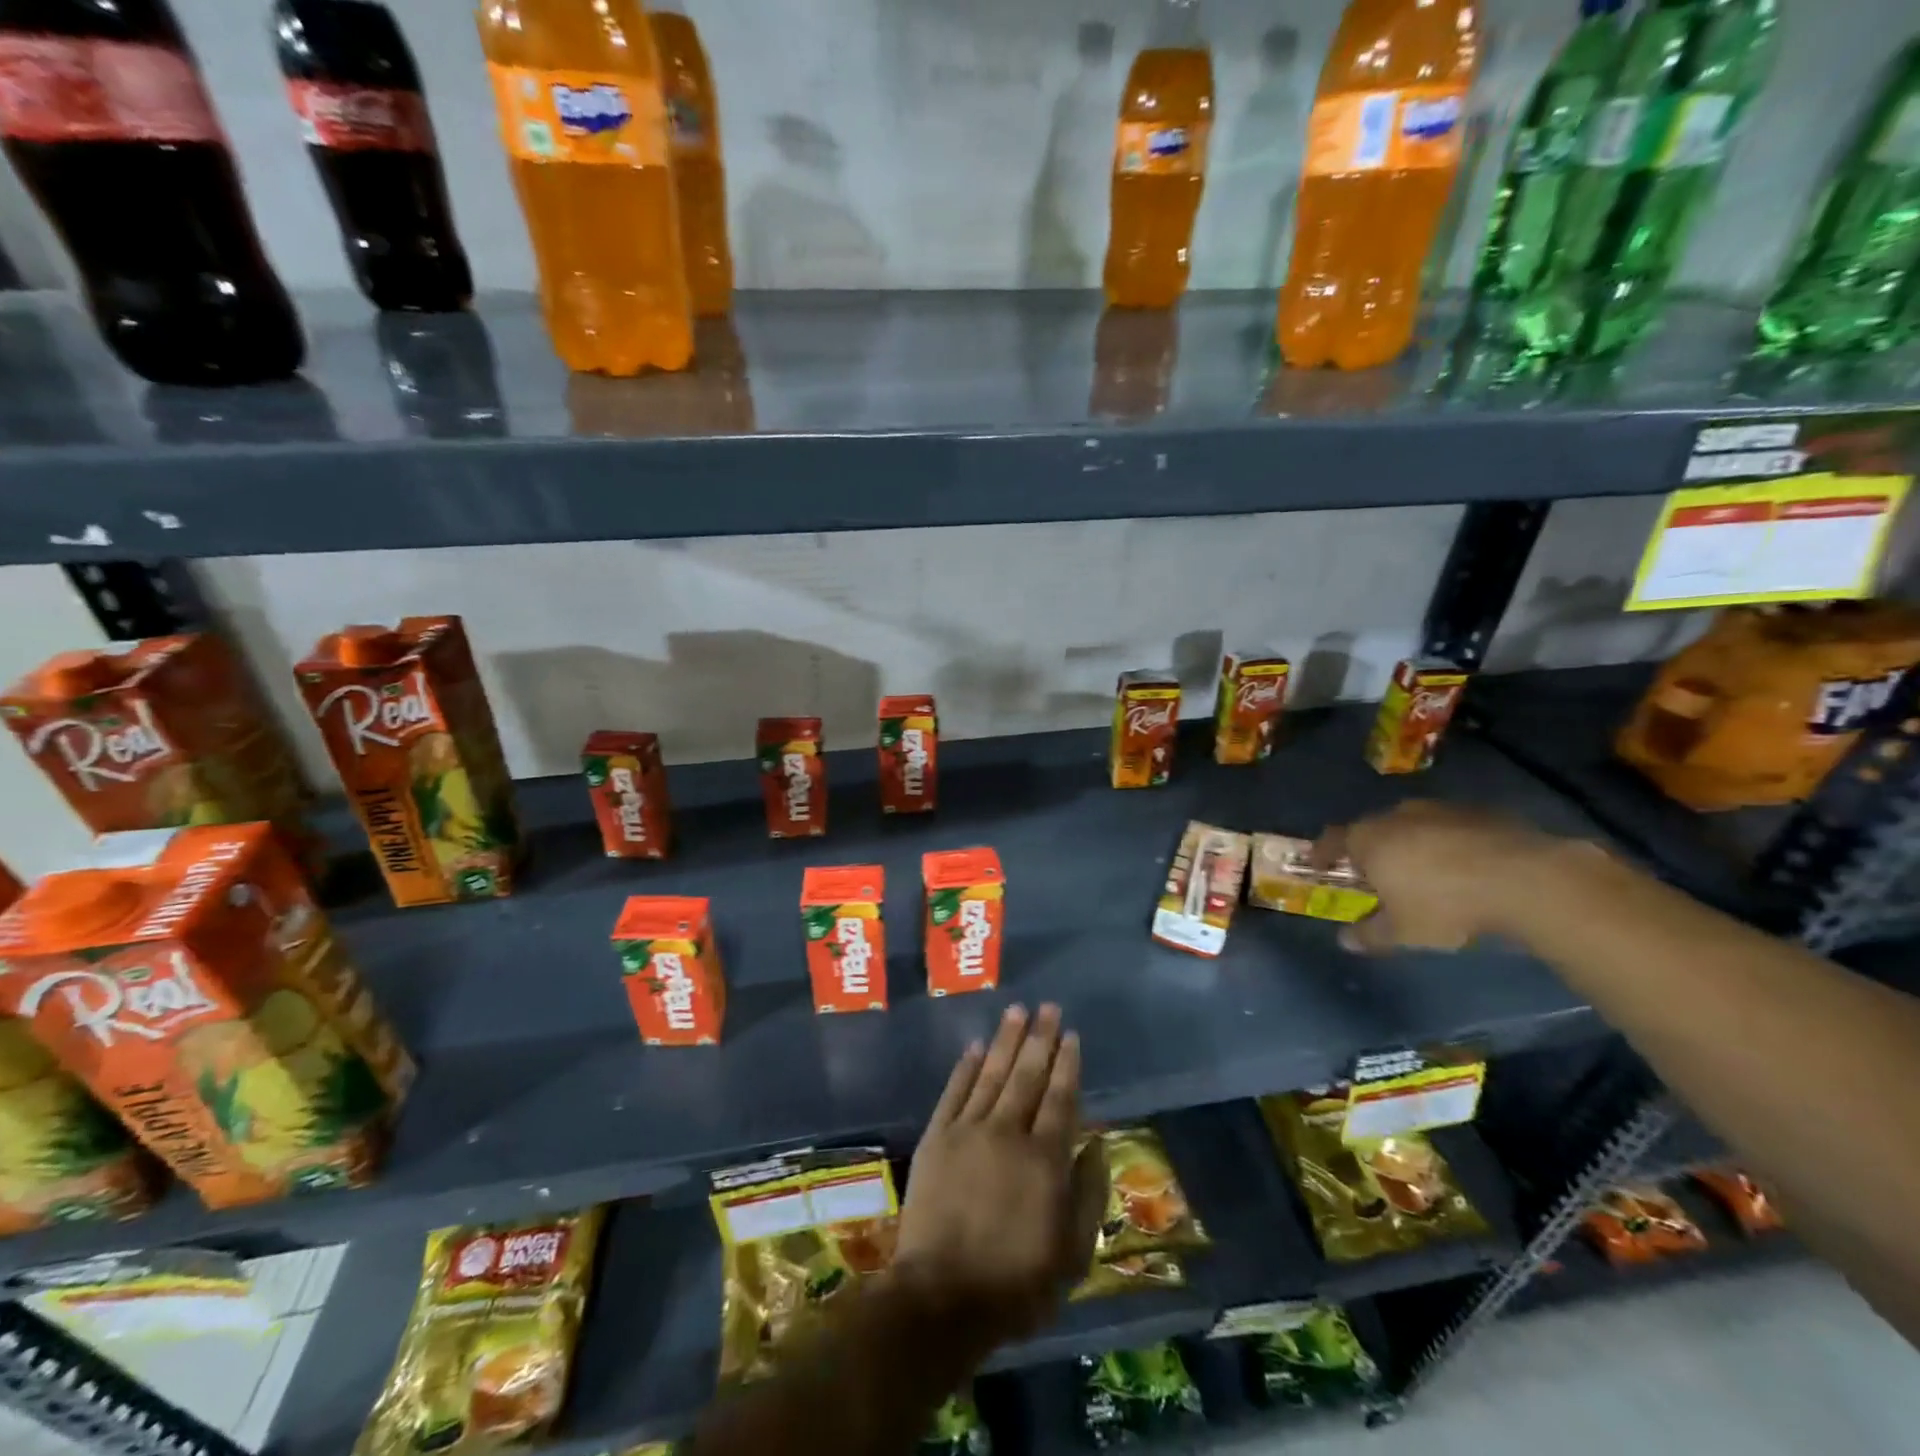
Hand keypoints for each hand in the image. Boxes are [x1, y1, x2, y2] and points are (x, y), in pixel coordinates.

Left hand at [892, 1004, 1106, 1351]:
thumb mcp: (1071, 1254)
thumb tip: (1098, 1144)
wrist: (942, 1297)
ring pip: (992, 1073)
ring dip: (1006, 1040)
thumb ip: (1089, 1194)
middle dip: (1040, 1038)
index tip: (1071, 1035)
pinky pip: (954, 1091)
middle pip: (1027, 1075)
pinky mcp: (937, 1138)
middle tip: (1047, 1007)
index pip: (1060, 1098)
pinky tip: (976, 1046)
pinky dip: (966, 1066)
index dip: (1067, 1064)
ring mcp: (968, 1130)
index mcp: (1044, 1158)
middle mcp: (1008, 1132)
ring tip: (1017, 1011)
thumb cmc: (1016, 1283)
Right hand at [1315, 801, 1573, 953]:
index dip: (1322, 853)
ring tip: (1423, 869)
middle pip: (1372, 829)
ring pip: (1412, 825)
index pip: (1332, 840)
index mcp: (1368, 839)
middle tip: (1377, 873)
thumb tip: (1345, 940)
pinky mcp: (1479, 812)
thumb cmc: (1446, 905)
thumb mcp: (1403, 932)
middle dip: (1370, 849)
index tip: (1319, 865)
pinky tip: (1464, 866)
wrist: (1525, 880)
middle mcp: (1396, 816)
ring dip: (1411, 843)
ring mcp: (1439, 809)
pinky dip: (1448, 842)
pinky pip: (1450, 827)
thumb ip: (1370, 934)